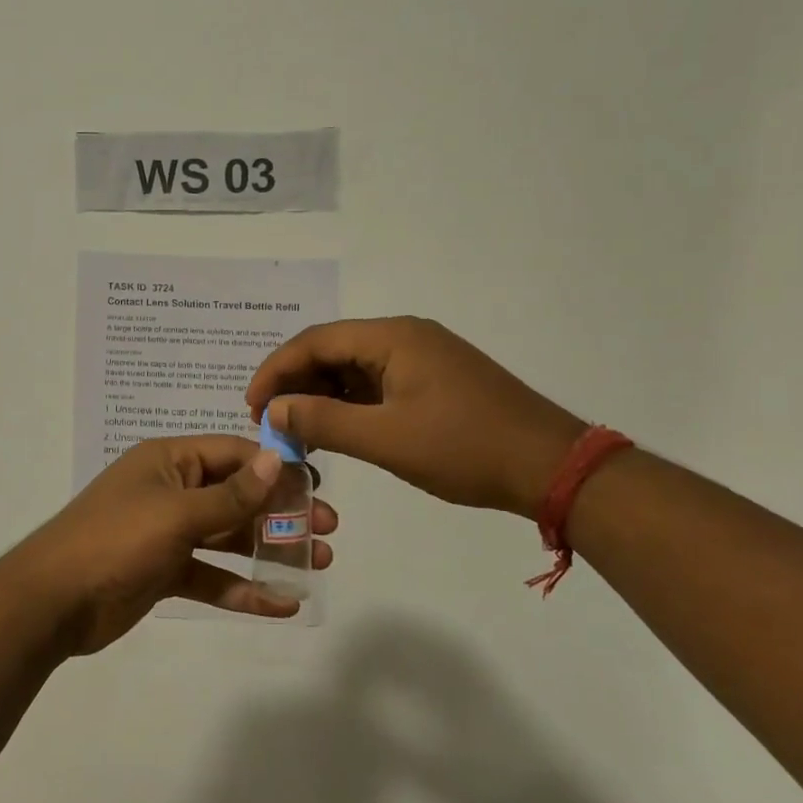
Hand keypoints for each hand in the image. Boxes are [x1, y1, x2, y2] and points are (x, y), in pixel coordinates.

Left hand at [17, 436, 337, 655]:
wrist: (52, 602)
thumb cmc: (116, 540)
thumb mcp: (176, 513)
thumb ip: (230, 495)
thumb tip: (277, 460)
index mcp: (170, 461)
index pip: (234, 454)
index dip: (276, 467)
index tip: (318, 485)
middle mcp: (172, 490)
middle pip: (237, 496)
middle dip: (281, 511)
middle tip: (328, 529)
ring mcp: (168, 533)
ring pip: (229, 537)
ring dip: (270, 549)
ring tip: (318, 563)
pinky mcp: (165, 572)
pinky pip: (212, 576)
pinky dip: (243, 589)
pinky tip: (282, 604)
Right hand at [245, 317, 584, 517]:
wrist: (551, 466)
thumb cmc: (464, 448)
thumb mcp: (385, 439)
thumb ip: (323, 420)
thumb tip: (274, 409)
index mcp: (392, 337)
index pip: (315, 341)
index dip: (275, 371)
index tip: (251, 407)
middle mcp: (406, 336)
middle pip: (333, 349)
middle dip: (297, 383)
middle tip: (271, 422)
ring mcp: (424, 357)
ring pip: (355, 367)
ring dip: (323, 394)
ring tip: (299, 429)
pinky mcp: (437, 380)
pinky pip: (379, 382)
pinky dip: (351, 403)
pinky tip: (339, 429)